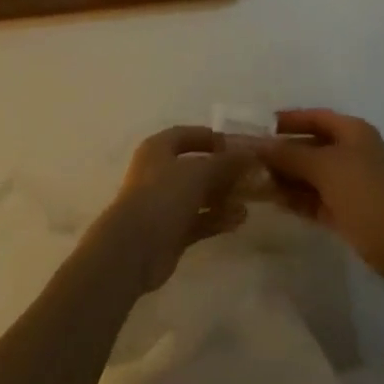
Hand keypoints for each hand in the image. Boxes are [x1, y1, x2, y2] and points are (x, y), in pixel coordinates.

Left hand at [88, 126, 253, 295]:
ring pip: (198, 195)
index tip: (236, 145)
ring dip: (223, 196)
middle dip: (222, 170)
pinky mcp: (171, 232)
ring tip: (249, 199)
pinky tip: (240, 220)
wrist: (134, 248)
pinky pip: (199, 220)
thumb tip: (250, 153)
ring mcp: (164, 204)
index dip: (210, 137)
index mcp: (158, 149)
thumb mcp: (198, 172)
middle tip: (250, 175)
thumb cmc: (163, 196)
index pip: (186, 135)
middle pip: (195, 166)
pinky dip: (217, 218)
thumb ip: (225, 162)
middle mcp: (159, 172)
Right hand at [257, 109, 383, 276]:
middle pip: (312, 146)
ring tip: (256, 182)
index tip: (260, 127)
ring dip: (287, 177)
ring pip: (312, 175)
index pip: (315, 117)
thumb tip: (259, 145)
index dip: (288, 120)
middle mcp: (352, 152)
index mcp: (352, 131)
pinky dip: (298, 198)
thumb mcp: (324, 167)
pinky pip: (317, 198)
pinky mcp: (348, 211)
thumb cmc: (365, 191)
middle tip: (252, 159)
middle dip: (284, 152)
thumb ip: (290, 155)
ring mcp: (351, 183)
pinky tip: (275, 201)